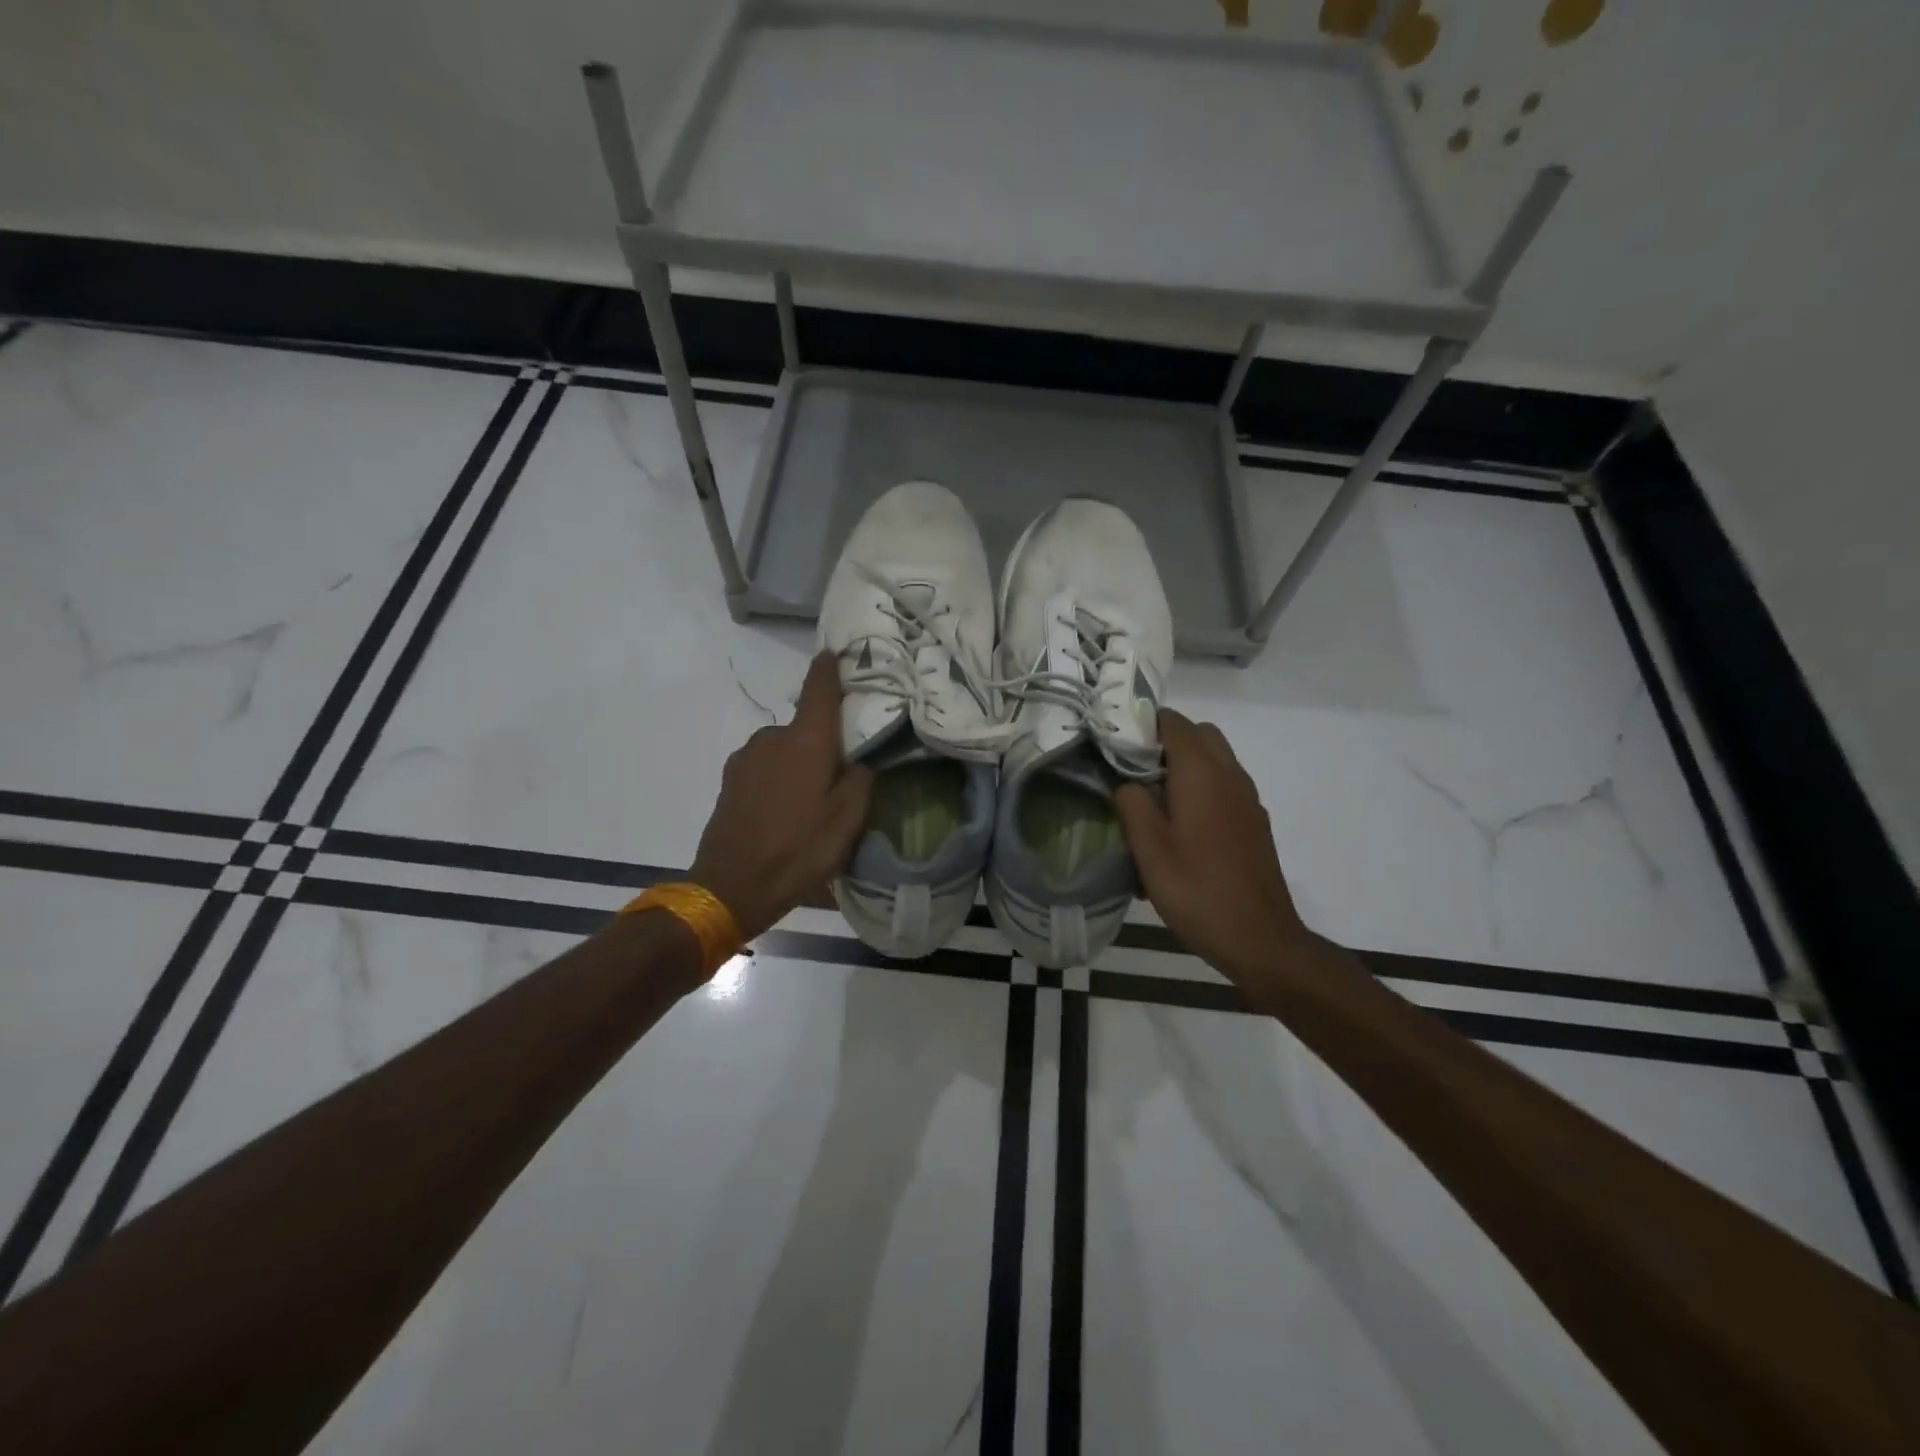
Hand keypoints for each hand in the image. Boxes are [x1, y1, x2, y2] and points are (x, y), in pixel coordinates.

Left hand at [690, 652, 873, 942]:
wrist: (731, 886)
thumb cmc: (798, 851)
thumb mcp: (846, 823)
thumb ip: (861, 782)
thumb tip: (863, 761)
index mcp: (805, 742)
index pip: (819, 690)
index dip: (828, 669)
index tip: (835, 653)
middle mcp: (772, 738)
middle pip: (805, 728)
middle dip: (822, 743)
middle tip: (840, 775)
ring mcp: (746, 757)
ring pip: (784, 749)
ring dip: (799, 764)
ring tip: (810, 802)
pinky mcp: (730, 778)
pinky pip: (765, 766)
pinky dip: (779, 778)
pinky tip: (784, 811)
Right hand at [1114, 710, 1310, 985]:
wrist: (1260, 938)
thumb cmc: (1197, 890)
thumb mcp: (1149, 849)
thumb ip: (1132, 804)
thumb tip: (1126, 782)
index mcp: (1202, 774)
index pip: (1173, 722)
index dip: (1143, 724)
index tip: (1116, 744)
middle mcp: (1230, 776)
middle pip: (1200, 734)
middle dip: (1166, 741)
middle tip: (1135, 771)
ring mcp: (1248, 799)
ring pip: (1216, 759)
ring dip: (1186, 764)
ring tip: (1154, 799)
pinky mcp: (1255, 822)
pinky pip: (1226, 785)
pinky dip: (1203, 787)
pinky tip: (1183, 826)